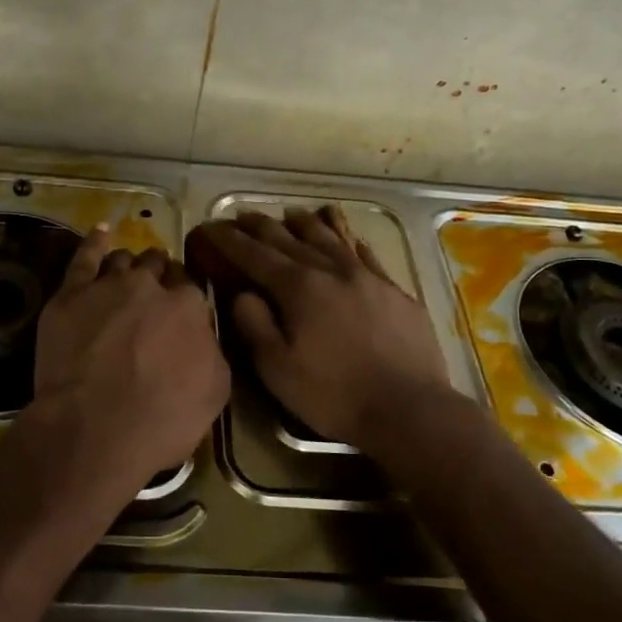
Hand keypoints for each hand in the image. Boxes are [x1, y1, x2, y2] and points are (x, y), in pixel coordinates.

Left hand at [25, 226, 229, 508]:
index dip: (184, 299)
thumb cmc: (161, 420)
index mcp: (188, 307)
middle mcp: (150, 286)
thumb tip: (202, 336)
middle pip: (157, 267)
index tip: (179, 312)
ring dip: (129, 267)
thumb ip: (211, 351)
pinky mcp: (69, 295)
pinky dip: (95, 242)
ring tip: (127, 276)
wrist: (94, 430)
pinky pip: (84, 257)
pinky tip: (101, 232)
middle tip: (154, 297)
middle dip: (159, 276)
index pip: (190, 288)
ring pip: (122, 261)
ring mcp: (107, 286)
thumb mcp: (214, 392)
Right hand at [195, 208, 453, 449]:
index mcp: (299, 288)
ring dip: (306, 224)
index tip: (212, 227)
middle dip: (262, 226)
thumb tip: (242, 293)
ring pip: (331, 239)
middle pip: (291, 239)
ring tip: (291, 214)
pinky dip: (351, 242)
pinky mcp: (395, 292)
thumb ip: (254, 324)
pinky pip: (367, 255)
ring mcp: (368, 277)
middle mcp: (332, 271)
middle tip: (243, 215)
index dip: (230, 240)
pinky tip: (348, 239)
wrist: (409, 408)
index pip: (255, 255)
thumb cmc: (333, 393)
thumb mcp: (277, 368)